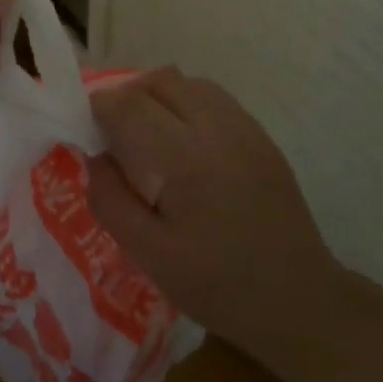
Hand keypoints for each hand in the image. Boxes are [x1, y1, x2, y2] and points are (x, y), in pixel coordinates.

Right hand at [86, 68, 345, 367]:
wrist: (298, 300)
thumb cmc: (217, 285)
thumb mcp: (149, 255)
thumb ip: (111, 199)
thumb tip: (96, 156)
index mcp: (187, 161)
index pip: (130, 106)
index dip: (99, 107)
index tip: (84, 126)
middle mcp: (219, 131)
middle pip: (161, 81)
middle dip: (127, 95)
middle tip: (112, 130)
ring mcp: (247, 130)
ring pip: (190, 83)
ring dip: (159, 96)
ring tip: (146, 132)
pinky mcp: (262, 137)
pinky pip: (216, 99)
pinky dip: (187, 104)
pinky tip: (182, 141)